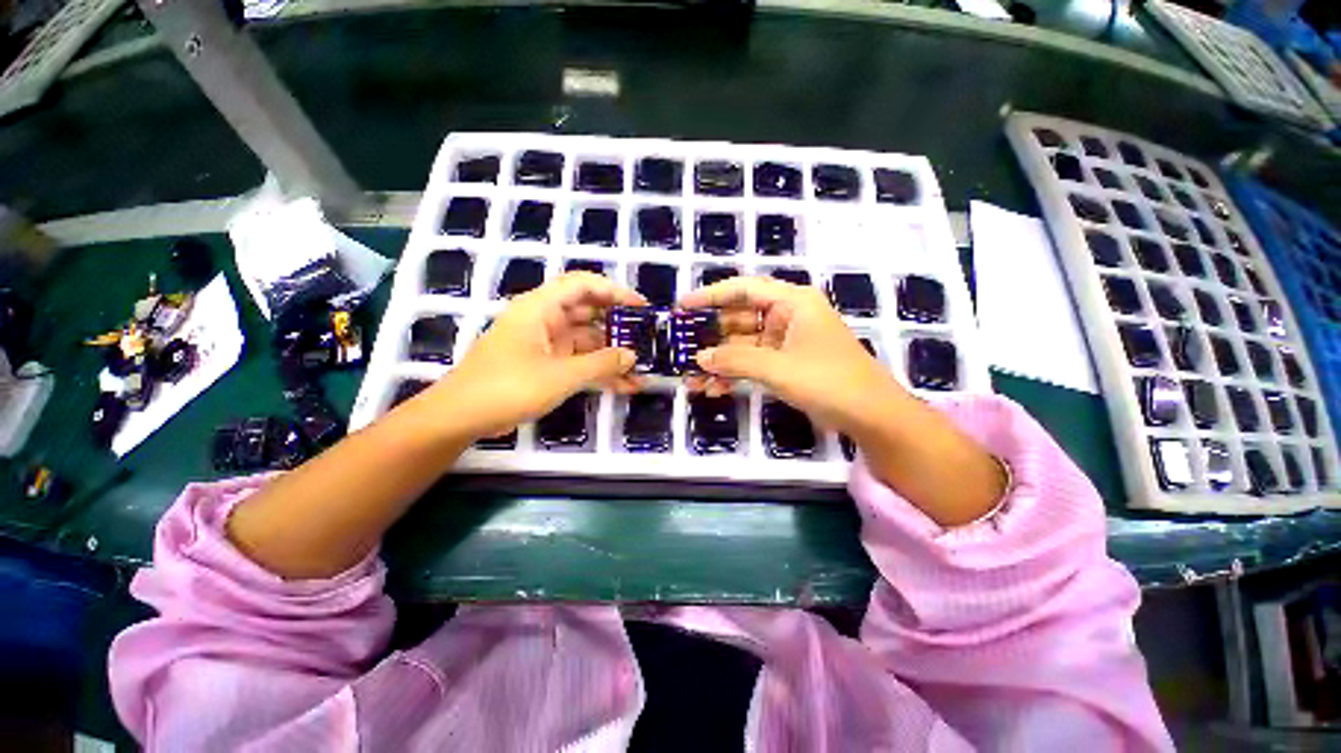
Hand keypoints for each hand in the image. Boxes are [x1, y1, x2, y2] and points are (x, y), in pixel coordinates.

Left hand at [421, 272, 645, 439]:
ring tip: (642, 368)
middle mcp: (544, 320)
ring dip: (612, 355)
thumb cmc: (508, 387)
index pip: (583, 285)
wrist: (461, 418)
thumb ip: (601, 364)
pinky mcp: (545, 365)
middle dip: (618, 326)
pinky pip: (578, 361)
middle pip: (588, 313)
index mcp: (541, 308)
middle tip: (647, 338)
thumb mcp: (561, 376)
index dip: (614, 291)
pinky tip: (624, 385)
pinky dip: (598, 371)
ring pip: (586, 341)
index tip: (641, 307)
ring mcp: (545, 344)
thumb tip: (632, 356)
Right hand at [679, 276, 905, 437]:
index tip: (683, 306)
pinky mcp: (787, 363)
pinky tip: (714, 389)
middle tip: (682, 348)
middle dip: (711, 337)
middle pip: (740, 319)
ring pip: (744, 345)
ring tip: (692, 377)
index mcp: (792, 302)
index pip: (744, 289)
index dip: (711, 295)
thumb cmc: (828, 381)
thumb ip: (735, 360)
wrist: (871, 416)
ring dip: (720, 361)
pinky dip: (735, 373)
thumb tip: (700, 358)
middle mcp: (788, 316)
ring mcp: (787, 341)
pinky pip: (754, 362)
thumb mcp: (777, 368)